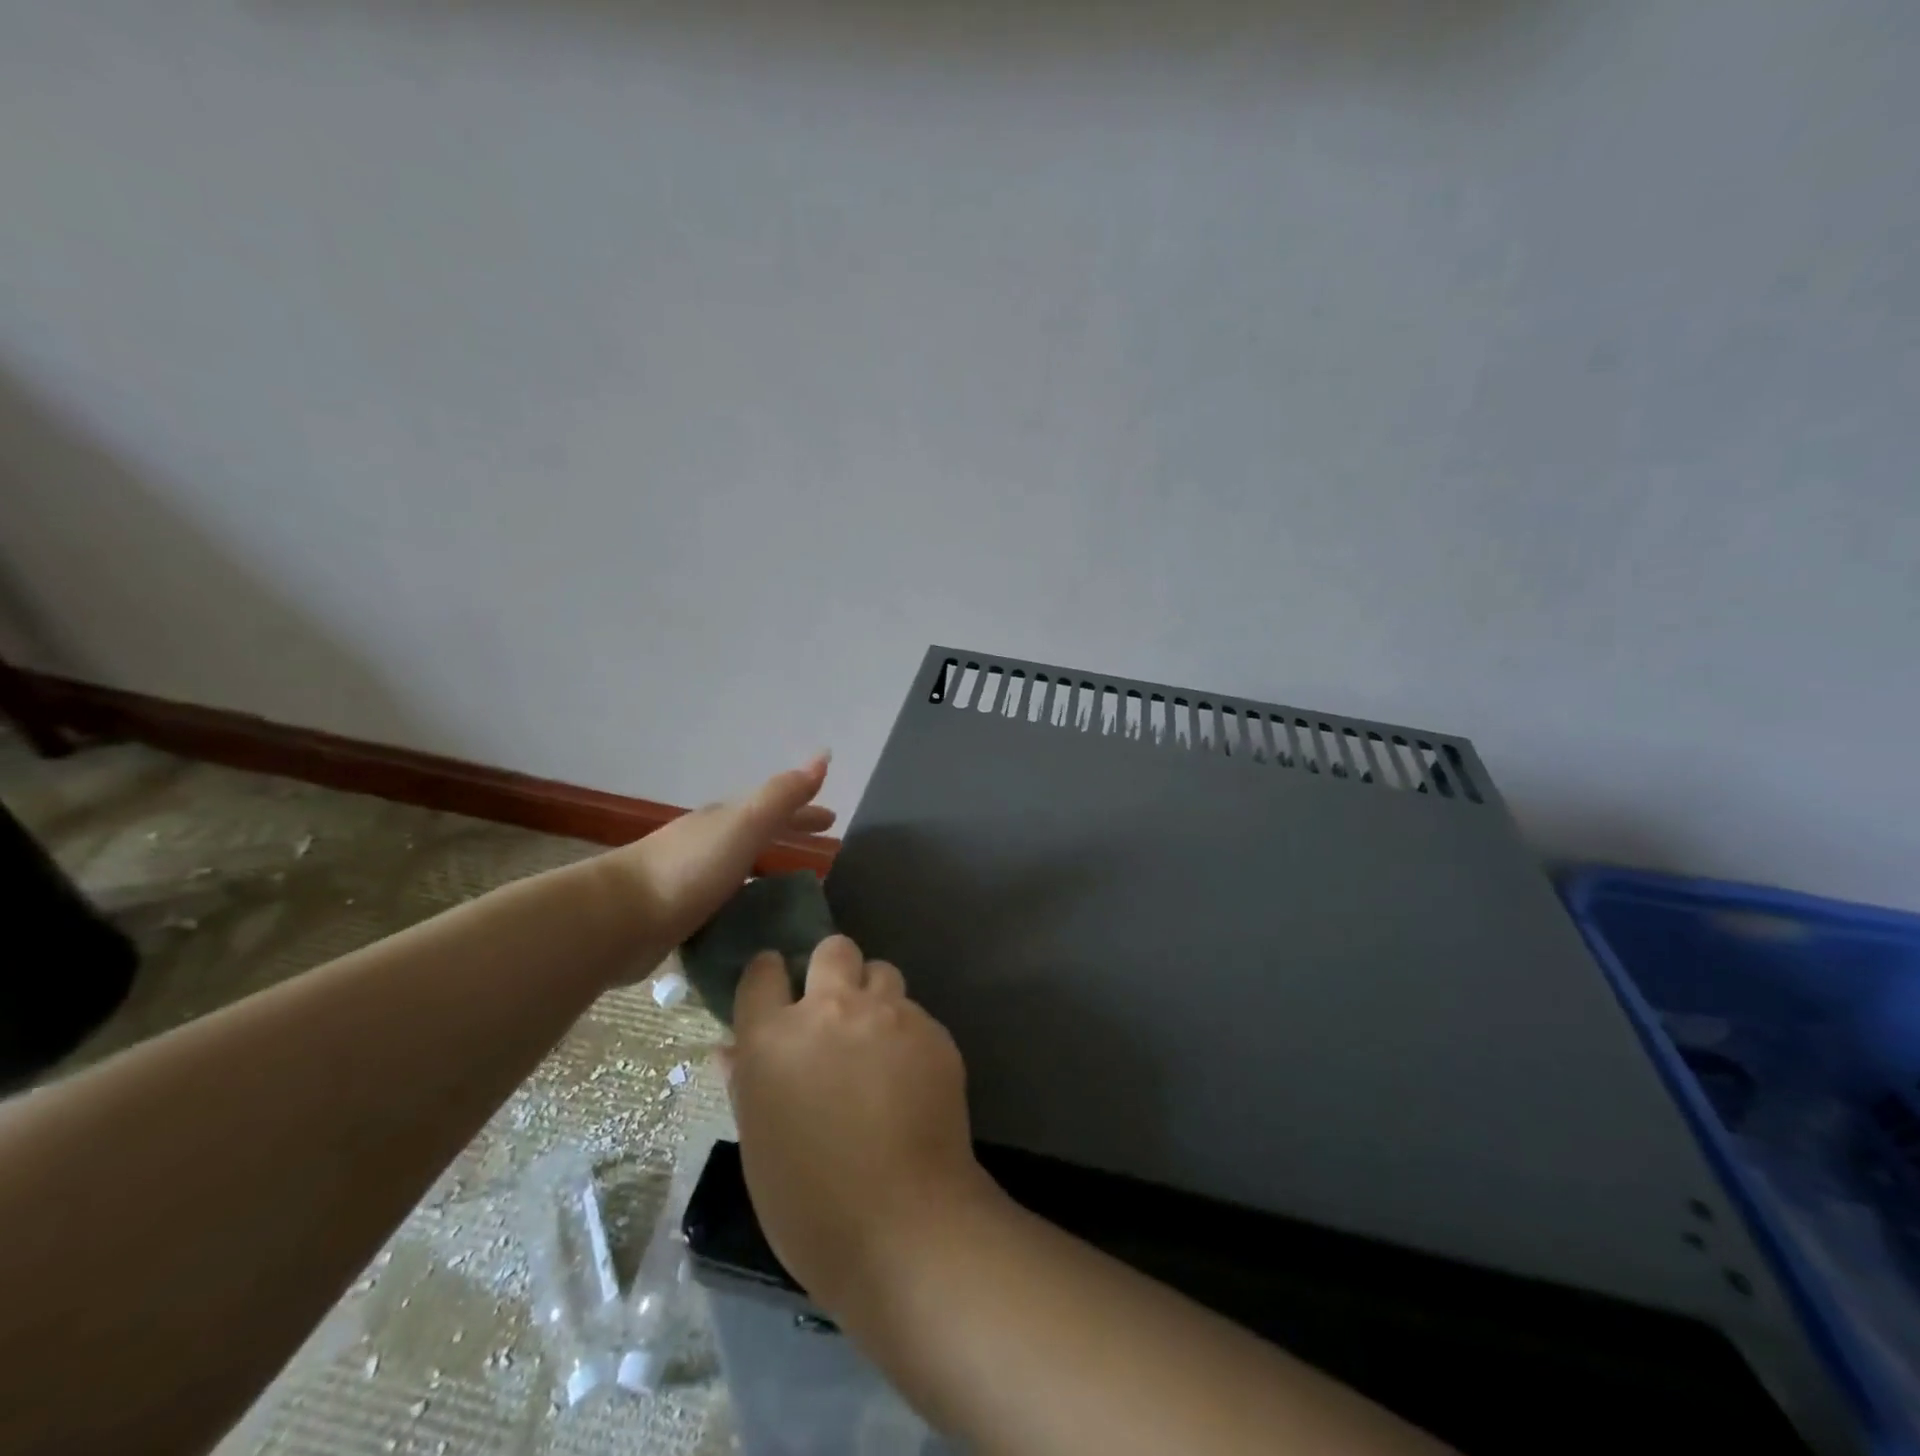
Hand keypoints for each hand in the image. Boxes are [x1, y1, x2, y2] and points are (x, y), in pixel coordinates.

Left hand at [591, 753, 834, 980]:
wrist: (617, 918)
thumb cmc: (689, 868)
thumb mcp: (744, 825)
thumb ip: (782, 795)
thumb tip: (822, 757)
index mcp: (725, 820)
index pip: (776, 809)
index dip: (805, 813)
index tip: (834, 821)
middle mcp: (708, 843)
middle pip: (758, 834)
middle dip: (788, 836)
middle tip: (823, 853)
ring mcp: (690, 877)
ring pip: (739, 868)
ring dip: (766, 871)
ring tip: (793, 891)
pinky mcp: (677, 913)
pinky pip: (724, 901)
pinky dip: (744, 902)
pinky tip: (752, 922)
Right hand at [725, 935, 995, 1310]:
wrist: (903, 1225)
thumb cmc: (808, 1203)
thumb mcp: (758, 1143)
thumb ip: (747, 1082)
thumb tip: (731, 1049)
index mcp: (774, 1037)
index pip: (762, 971)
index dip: (769, 976)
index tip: (777, 991)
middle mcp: (831, 1010)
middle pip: (833, 949)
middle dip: (831, 968)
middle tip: (835, 1010)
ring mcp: (888, 1015)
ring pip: (882, 972)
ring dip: (874, 995)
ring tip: (877, 1040)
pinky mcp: (933, 1031)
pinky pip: (915, 1012)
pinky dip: (907, 1032)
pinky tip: (911, 1076)